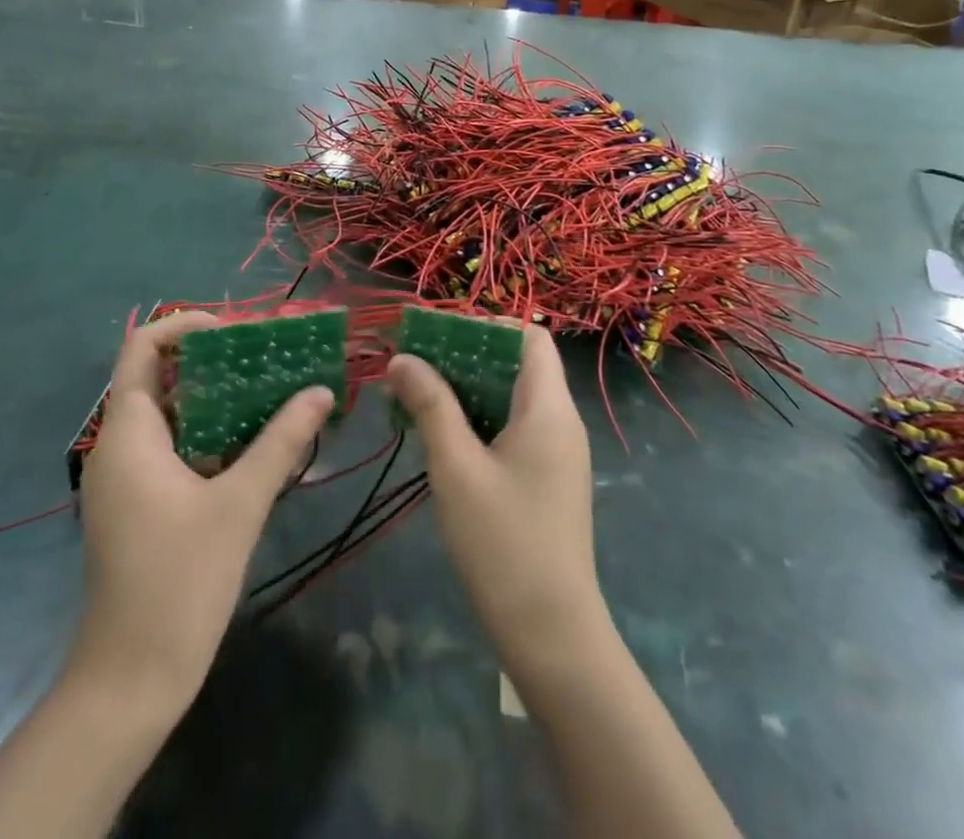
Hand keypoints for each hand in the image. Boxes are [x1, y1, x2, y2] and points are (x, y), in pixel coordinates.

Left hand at [74, 312, 333, 709]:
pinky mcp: (141, 503)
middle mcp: (121, 445)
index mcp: (130, 433)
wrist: (131, 681)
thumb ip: (281, 441)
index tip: (236, 330)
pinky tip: (258, 440)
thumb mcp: (239, 504)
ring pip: (173, 413)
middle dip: (215, 359)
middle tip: (269, 356)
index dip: (185, 325)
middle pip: (162, 375)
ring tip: (273, 388)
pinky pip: (176, 446)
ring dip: (219, 396)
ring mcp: (129, 477)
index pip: (143, 347)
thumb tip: (321, 390)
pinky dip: (213, 432)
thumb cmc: (178, 582)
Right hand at [387, 326, 606, 676]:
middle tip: (415, 364)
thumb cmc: (504, 544)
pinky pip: (513, 429)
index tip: (438, 335)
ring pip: (511, 399)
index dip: (486, 326)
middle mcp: (560, 422)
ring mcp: (556, 453)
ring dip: (467, 390)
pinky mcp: (546, 480)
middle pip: (517, 365)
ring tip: (417, 395)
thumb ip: (431, 406)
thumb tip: (403, 358)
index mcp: (549, 408)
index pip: (528, 337)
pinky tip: (440, 436)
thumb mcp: (457, 469)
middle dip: (466, 357)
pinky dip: (479, 421)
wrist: (552, 636)